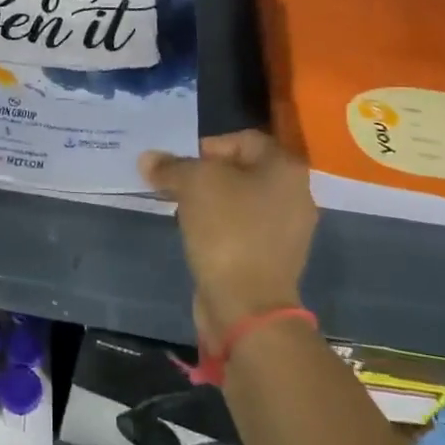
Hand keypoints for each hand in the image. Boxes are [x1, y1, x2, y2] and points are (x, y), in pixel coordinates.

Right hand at [141, 130, 317, 341]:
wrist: (247, 305)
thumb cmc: (226, 230)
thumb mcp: (192, 184)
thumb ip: (171, 166)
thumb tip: (149, 158)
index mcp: (285, 167)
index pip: (242, 139)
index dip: (207, 146)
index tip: (180, 166)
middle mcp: (296, 193)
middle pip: (243, 170)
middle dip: (207, 175)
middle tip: (177, 186)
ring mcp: (289, 229)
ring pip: (242, 201)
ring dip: (212, 202)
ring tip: (184, 211)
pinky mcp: (276, 257)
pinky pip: (244, 229)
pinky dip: (222, 227)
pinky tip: (200, 236)